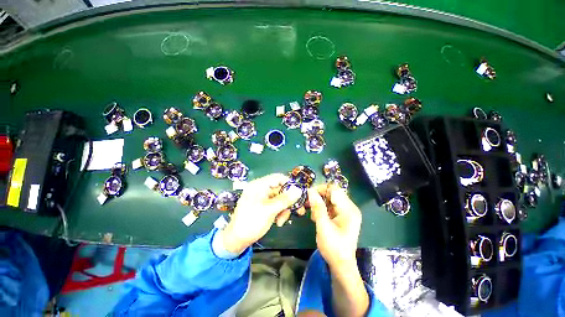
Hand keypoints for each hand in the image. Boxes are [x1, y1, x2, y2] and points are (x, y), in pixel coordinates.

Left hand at [219, 174, 303, 253]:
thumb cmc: (251, 222)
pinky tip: (278, 222)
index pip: (278, 177)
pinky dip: (280, 212)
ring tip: (282, 220)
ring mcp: (262, 198)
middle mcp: (261, 189)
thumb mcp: (269, 210)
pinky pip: (276, 205)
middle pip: (281, 189)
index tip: (299, 193)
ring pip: (280, 199)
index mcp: (259, 185)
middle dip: (288, 201)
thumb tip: (299, 190)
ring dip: (284, 209)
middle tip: (298, 210)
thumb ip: (285, 199)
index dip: (289, 183)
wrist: (236, 241)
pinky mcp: (264, 206)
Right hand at [308, 184, 361, 268]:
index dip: (320, 189)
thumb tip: (310, 190)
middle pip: (332, 193)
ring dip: (318, 203)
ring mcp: (346, 211)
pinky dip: (321, 208)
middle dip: (318, 197)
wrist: (341, 265)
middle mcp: (349, 207)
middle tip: (307, 204)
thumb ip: (317, 207)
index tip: (308, 195)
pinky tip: (316, 217)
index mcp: (349, 209)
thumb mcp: (323, 227)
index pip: (334, 189)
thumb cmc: (333, 248)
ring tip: (312, 214)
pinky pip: (329, 206)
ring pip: (329, 199)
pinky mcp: (341, 216)